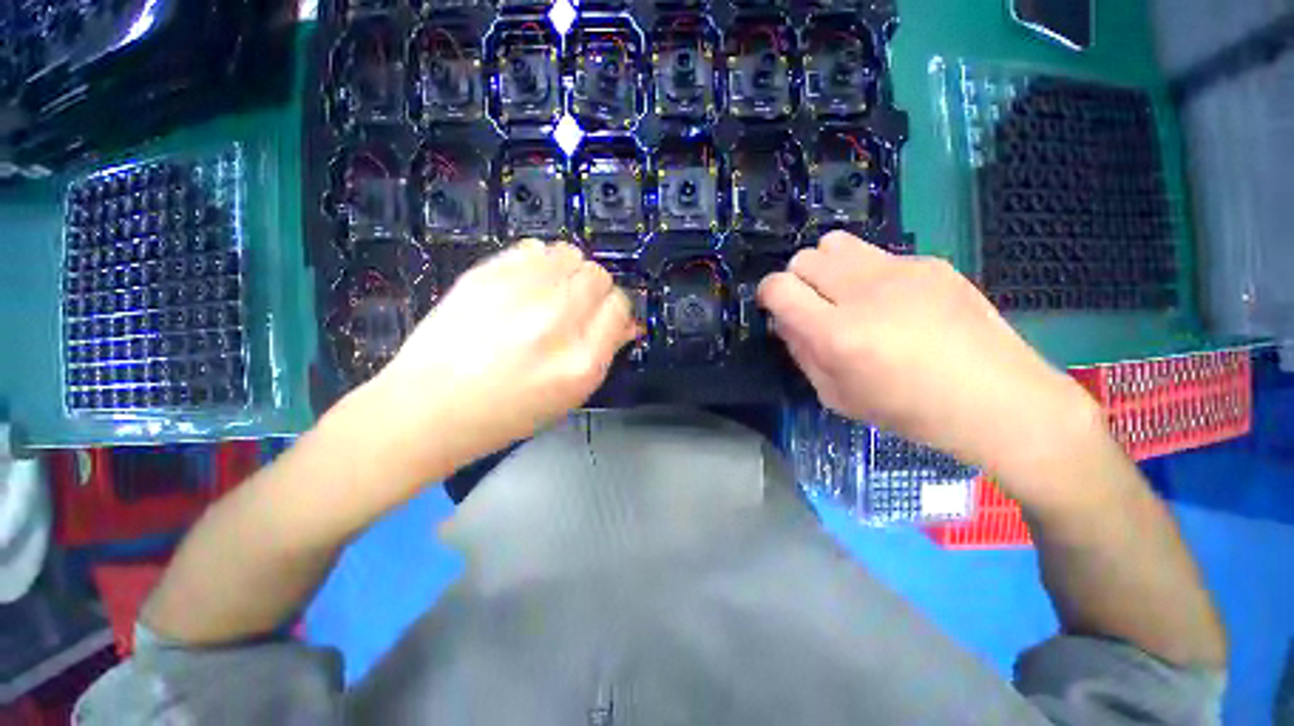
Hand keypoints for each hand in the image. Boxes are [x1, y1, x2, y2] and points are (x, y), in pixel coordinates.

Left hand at [364, 239, 635, 473]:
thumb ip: (604, 354)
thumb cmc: (507, 413)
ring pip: (570, 254)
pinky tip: (525, 285)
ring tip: (550, 292)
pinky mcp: (487, 275)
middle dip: (594, 289)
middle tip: (574, 306)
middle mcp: (558, 321)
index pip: (620, 306)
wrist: (429, 408)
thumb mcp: (570, 397)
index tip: (604, 317)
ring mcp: (521, 293)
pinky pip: (534, 248)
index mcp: (582, 360)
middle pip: (598, 275)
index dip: (615, 310)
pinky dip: (538, 262)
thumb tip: (625, 323)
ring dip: (568, 271)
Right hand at [758, 231, 1102, 488]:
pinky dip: (867, 273)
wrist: (996, 399)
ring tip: (845, 295)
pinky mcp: (929, 262)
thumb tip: (785, 320)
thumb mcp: (836, 395)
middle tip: (815, 307)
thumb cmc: (908, 410)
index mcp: (837, 333)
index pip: (778, 287)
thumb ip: (801, 353)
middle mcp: (864, 292)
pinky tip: (893, 302)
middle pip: (804, 259)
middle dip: (798, 281)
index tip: (777, 308)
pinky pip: (876, 255)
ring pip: (835, 244)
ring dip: (827, 267)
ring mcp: (900, 270)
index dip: (769, 295)